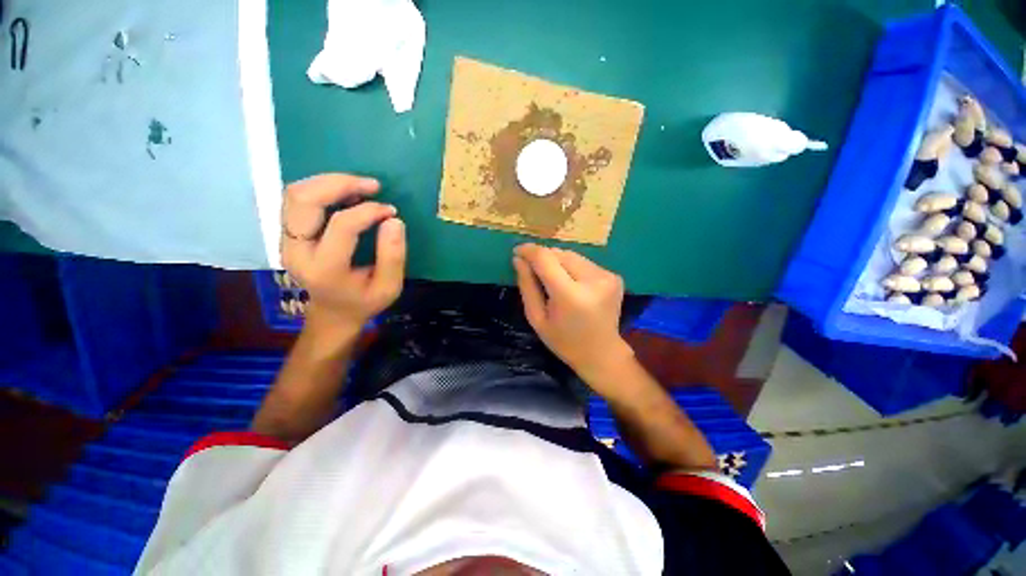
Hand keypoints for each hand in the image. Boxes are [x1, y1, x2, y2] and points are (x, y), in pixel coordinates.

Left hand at [281, 173, 405, 335]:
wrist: (333, 313)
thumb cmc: (364, 302)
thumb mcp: (389, 287)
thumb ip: (393, 256)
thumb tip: (393, 220)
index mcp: (325, 269)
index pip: (342, 225)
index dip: (369, 211)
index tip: (390, 211)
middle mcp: (297, 251)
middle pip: (304, 199)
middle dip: (340, 183)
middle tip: (372, 185)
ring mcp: (287, 241)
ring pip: (296, 194)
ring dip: (329, 182)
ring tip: (360, 186)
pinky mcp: (288, 234)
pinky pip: (297, 199)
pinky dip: (322, 189)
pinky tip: (346, 193)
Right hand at [512, 244, 633, 383]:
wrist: (602, 353)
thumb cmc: (564, 341)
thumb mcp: (537, 319)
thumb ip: (527, 286)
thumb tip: (518, 259)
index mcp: (570, 295)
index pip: (546, 258)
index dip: (529, 251)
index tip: (517, 251)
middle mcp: (592, 280)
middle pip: (560, 253)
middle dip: (544, 258)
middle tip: (534, 270)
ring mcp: (607, 276)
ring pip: (572, 255)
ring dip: (558, 262)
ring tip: (553, 280)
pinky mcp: (614, 276)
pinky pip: (584, 262)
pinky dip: (573, 268)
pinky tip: (572, 284)